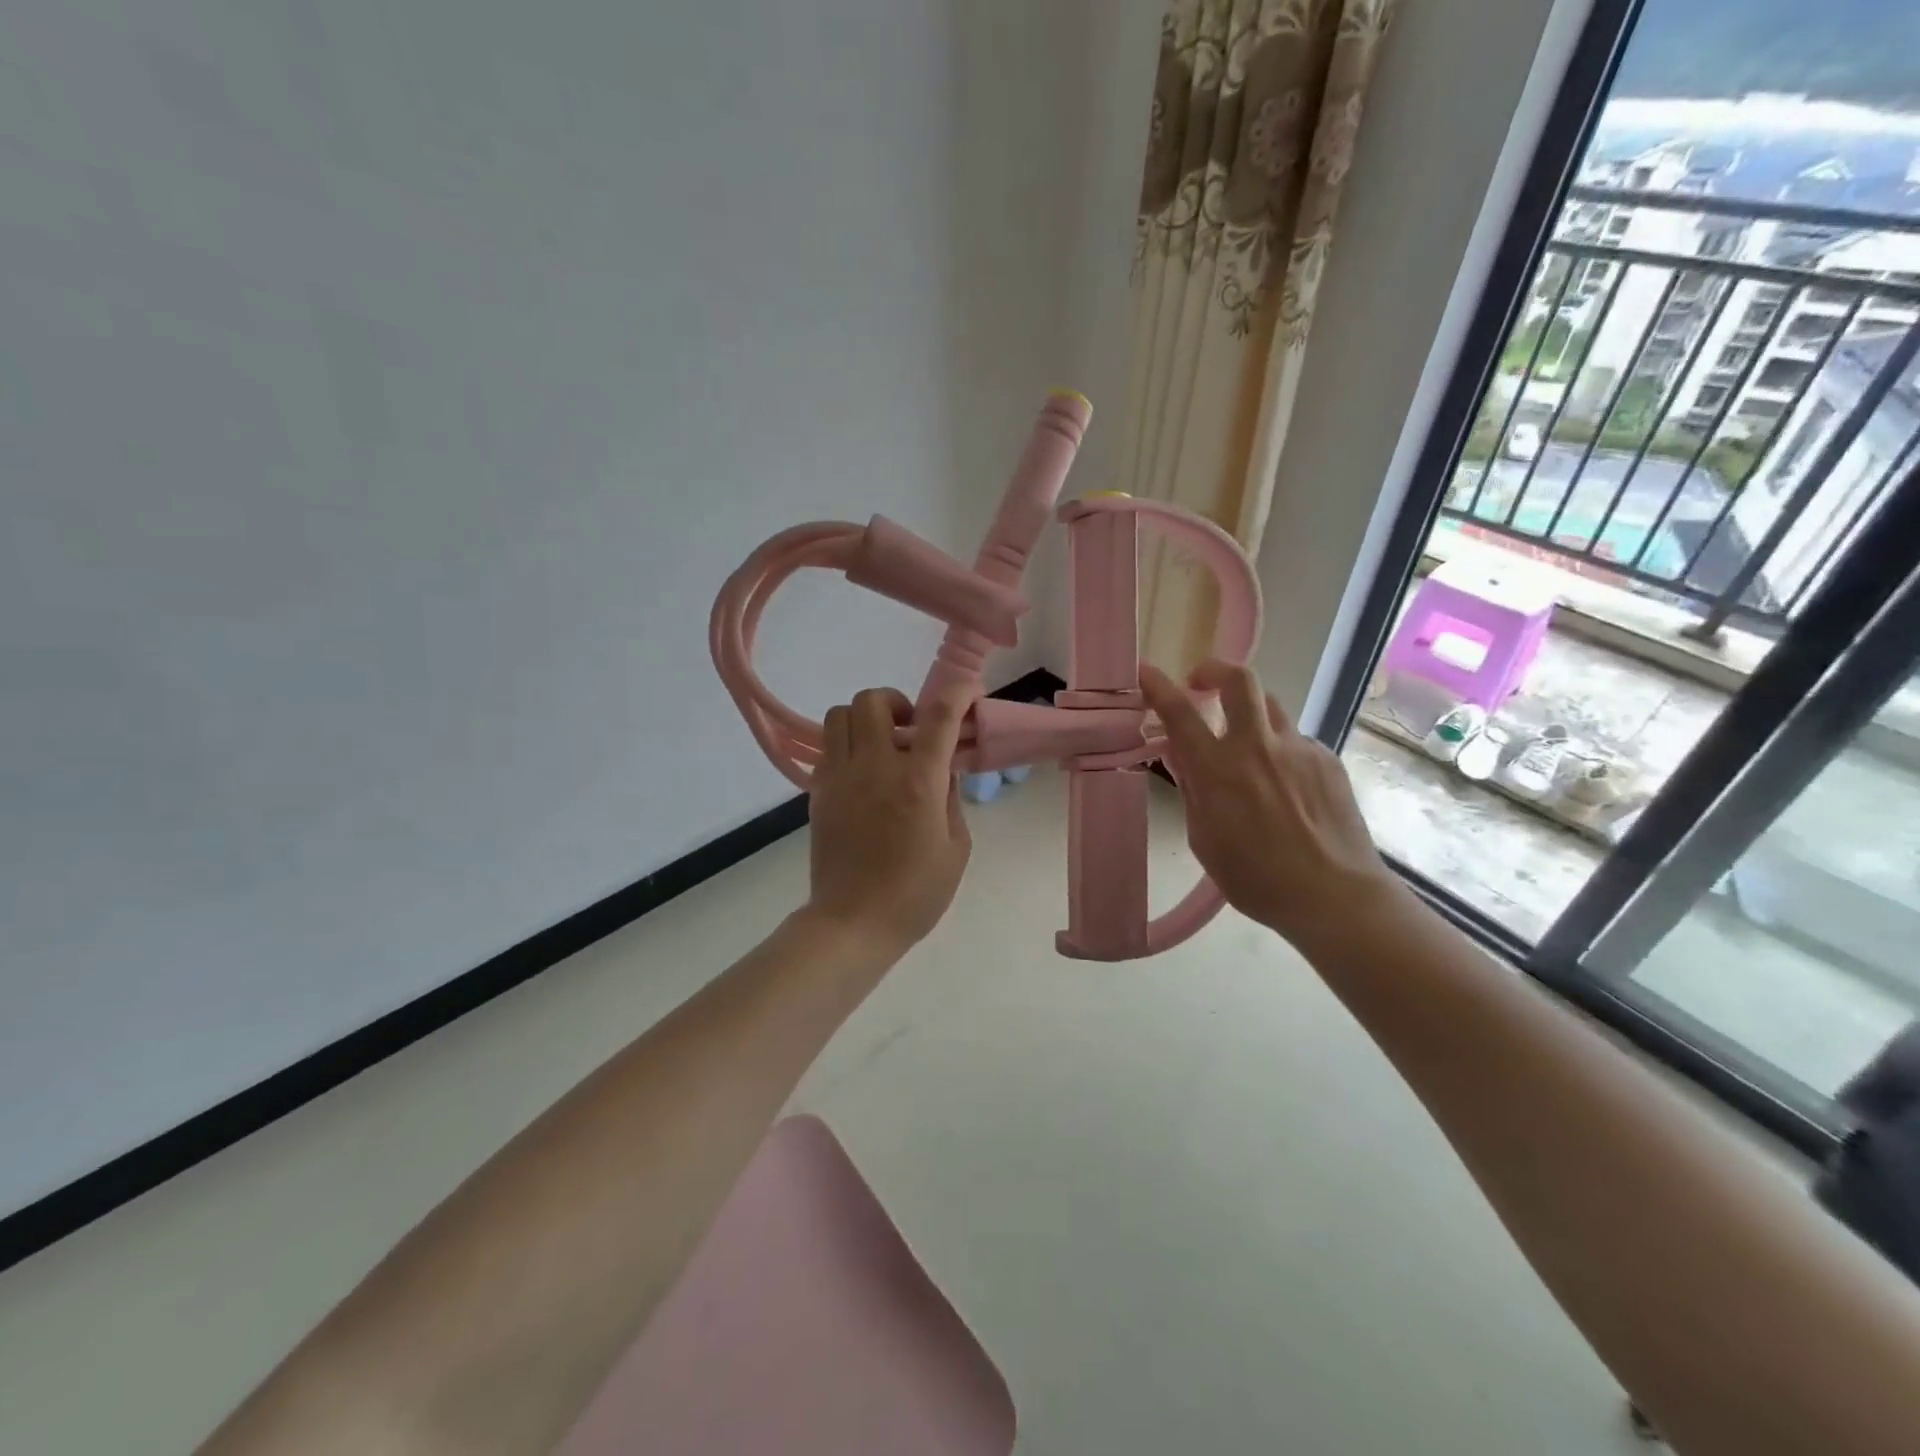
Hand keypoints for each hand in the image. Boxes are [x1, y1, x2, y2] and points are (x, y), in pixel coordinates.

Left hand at [805, 685, 972, 952]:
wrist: (853, 923)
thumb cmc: (915, 894)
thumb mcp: (956, 848)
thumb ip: (951, 799)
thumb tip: (943, 771)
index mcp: (918, 782)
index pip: (939, 716)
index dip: (958, 692)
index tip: (969, 691)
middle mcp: (874, 767)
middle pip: (873, 700)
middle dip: (897, 703)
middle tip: (910, 730)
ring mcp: (839, 777)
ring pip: (839, 714)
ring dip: (865, 719)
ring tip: (882, 746)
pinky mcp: (818, 792)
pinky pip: (827, 747)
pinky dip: (846, 745)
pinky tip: (862, 774)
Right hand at [1139, 659, 1396, 948]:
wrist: (1334, 896)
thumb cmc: (1256, 879)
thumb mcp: (1204, 839)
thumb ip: (1192, 790)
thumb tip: (1180, 755)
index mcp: (1219, 770)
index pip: (1181, 713)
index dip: (1159, 687)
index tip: (1146, 672)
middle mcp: (1259, 747)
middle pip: (1239, 680)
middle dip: (1214, 670)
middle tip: (1201, 683)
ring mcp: (1298, 749)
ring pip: (1270, 707)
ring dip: (1248, 713)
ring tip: (1244, 744)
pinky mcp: (1327, 760)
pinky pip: (1295, 740)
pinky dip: (1278, 750)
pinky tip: (1283, 785)